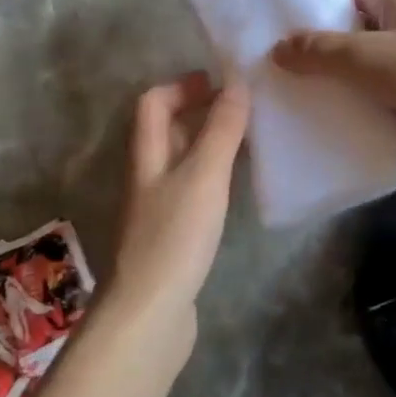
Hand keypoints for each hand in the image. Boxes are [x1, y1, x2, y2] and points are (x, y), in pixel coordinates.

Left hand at [104, 72, 249, 347]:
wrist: (150, 315)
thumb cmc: (175, 237)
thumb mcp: (204, 175)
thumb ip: (221, 129)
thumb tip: (237, 81)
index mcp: (147, 155)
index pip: (152, 103)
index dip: (182, 86)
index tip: (220, 81)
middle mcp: (147, 176)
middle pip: (166, 130)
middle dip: (199, 111)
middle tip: (242, 108)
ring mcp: (157, 208)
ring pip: (180, 160)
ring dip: (208, 143)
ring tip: (248, 139)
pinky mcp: (171, 235)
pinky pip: (191, 189)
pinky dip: (212, 176)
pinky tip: (235, 186)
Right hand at [271, 0, 395, 179]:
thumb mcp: (370, 56)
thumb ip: (321, 50)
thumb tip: (276, 48)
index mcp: (393, 1)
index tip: (269, 18)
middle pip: (346, 29)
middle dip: (311, 44)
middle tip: (267, 61)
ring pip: (357, 67)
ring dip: (329, 79)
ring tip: (283, 92)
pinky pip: (370, 96)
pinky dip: (349, 105)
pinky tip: (318, 119)